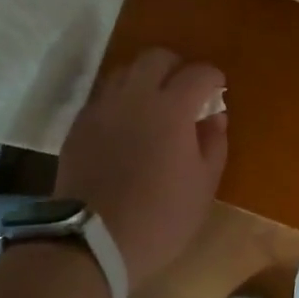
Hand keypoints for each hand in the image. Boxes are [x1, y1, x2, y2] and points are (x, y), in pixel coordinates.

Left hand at [55, 47, 227, 290]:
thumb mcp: (203, 186)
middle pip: (156, 57)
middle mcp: (135, 96)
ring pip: (125, 70)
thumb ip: (214, 142)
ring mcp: (103, 106)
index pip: (197, 73)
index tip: (218, 89)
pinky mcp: (80, 123)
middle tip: (185, 89)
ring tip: (153, 102)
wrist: (92, 240)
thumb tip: (214, 116)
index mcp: (171, 108)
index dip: (212, 77)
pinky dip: (120, 98)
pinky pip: (103, 95)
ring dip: (144, 78)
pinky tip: (126, 122)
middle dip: (176, 66)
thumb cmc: (160, 217)